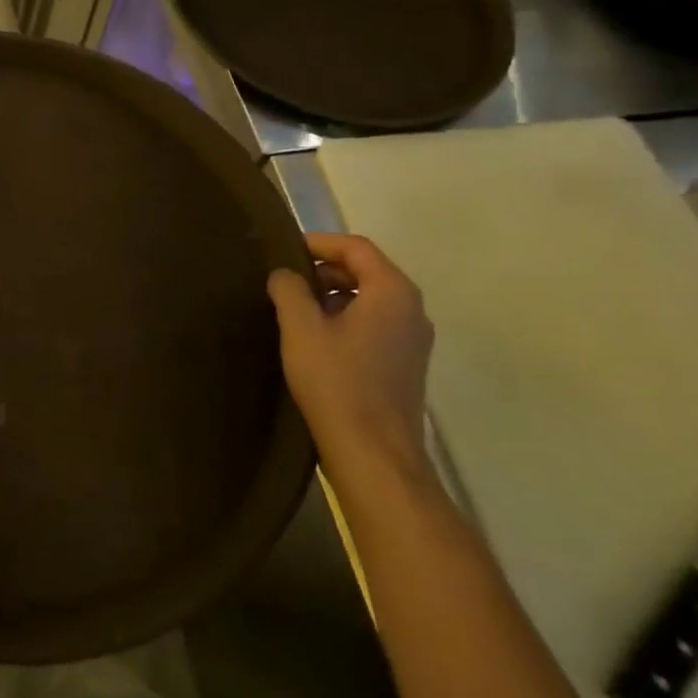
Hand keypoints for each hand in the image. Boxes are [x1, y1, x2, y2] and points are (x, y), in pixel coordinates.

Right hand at [268, 233, 434, 491]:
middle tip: (284, 279)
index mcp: (392, 292)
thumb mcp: (301, 328)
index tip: (284, 250)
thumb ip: (289, 290)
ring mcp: (413, 340)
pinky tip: (313, 338)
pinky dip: (344, 318)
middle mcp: (411, 310)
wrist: (374, 454)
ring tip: (293, 308)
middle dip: (324, 269)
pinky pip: (373, 324)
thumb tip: (285, 274)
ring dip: (332, 295)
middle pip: (366, 270)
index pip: (356, 248)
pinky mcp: (405, 364)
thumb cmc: (337, 382)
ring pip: (369, 299)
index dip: (318, 242)